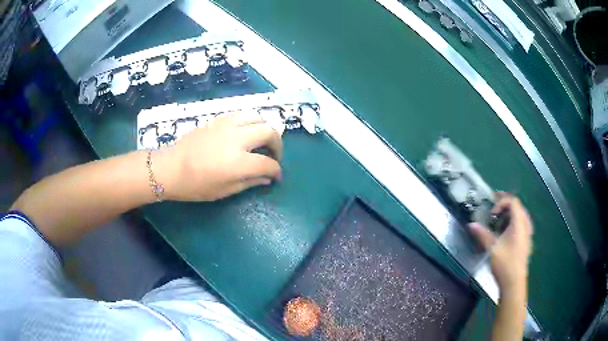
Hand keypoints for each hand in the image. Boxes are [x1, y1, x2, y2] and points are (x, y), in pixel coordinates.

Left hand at [155, 114, 282, 201]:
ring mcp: (228, 126)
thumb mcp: (224, 191)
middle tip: (273, 156)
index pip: (268, 163)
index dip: (276, 171)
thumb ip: (249, 182)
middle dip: (277, 145)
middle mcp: (237, 139)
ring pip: (258, 117)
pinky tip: (245, 133)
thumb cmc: (195, 185)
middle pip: (269, 132)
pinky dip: (250, 122)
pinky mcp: (218, 120)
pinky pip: (242, 115)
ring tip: (261, 140)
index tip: (276, 176)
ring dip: (265, 129)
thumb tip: (267, 178)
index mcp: (239, 162)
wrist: (170, 168)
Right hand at [469, 193, 532, 294]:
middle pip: (518, 206)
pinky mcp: (526, 241)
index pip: (513, 201)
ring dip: (510, 213)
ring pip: (521, 215)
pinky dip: (514, 222)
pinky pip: (522, 224)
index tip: (491, 214)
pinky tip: (506, 232)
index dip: (501, 202)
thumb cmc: (504, 264)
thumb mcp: (492, 249)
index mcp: (519, 223)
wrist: (514, 283)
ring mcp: (527, 234)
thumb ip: (482, 235)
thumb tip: (471, 224)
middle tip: (494, 209)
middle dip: (506, 204)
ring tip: (499, 219)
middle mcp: (526, 225)